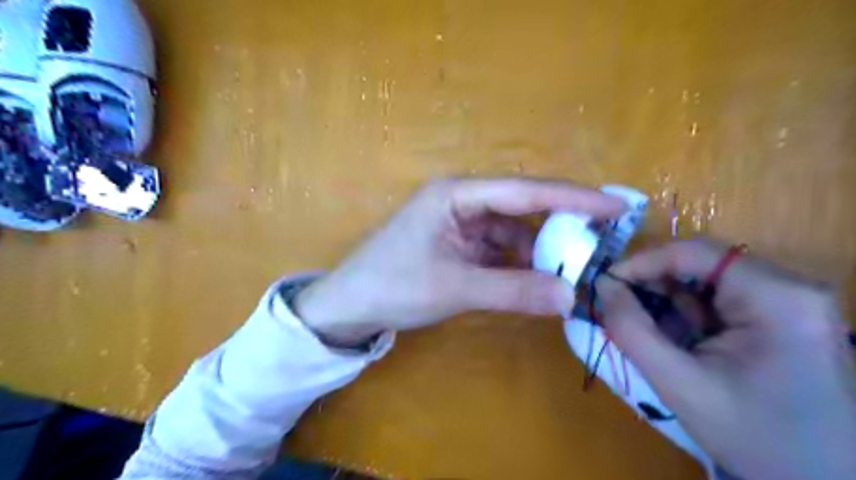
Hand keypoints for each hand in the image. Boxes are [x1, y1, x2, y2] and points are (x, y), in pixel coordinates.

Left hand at [298, 177, 626, 343]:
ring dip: (539, 248)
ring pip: (511, 230)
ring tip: (573, 267)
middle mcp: (461, 199)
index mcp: (456, 194)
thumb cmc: (393, 287)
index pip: (525, 191)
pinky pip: (497, 246)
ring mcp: (459, 222)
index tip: (615, 207)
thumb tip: (570, 296)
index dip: (573, 199)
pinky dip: (518, 261)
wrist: (350, 305)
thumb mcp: (455, 288)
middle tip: (603, 239)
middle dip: (560, 223)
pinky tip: (536, 277)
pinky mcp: (457, 242)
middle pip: (521, 206)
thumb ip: (513, 291)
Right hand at [597, 241, 855, 479]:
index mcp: (777, 297)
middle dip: (653, 285)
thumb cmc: (755, 437)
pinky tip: (671, 339)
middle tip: (617, 306)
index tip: (605, 282)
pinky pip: (717, 301)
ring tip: (640, 327)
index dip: (643, 262)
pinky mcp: (779, 318)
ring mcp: (787, 302)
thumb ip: (631, 329)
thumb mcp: (679, 383)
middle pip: (701, 265)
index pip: (695, 253)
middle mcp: (789, 288)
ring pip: (705, 282)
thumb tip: (601, 285)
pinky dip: (685, 316)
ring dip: (667, 302)